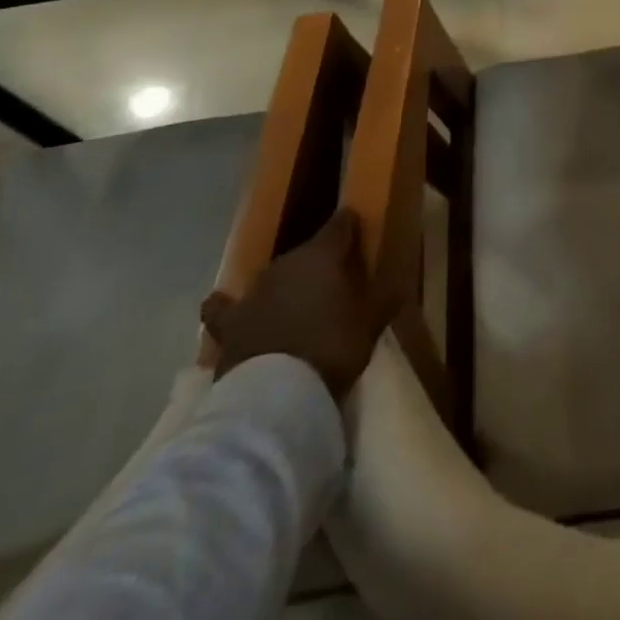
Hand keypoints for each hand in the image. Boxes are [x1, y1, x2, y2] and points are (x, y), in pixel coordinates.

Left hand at [199, 209, 384, 401]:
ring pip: (274, 277)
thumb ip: (384, 298)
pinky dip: (227, 307)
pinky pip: (224, 309)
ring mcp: (253, 292)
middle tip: (335, 282)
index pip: (340, 224)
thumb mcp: (371, 323)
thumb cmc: (332, 348)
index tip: (358, 230)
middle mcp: (286, 263)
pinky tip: (221, 306)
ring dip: (285, 285)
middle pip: (307, 252)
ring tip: (296, 302)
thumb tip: (398, 282)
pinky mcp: (229, 324)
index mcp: (323, 254)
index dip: (350, 226)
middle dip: (320, 263)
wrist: (275, 395)